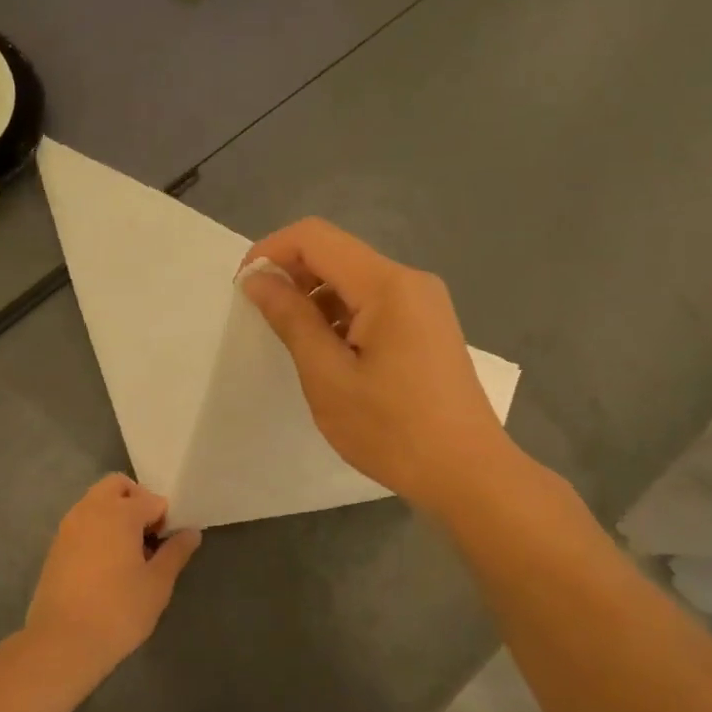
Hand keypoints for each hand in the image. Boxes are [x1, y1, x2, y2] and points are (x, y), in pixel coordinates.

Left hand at [25, 475, 201, 679]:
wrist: (62, 643)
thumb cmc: (118, 611)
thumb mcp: (157, 584)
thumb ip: (175, 552)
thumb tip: (191, 532)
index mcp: (119, 513)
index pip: (152, 499)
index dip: (165, 519)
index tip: (168, 544)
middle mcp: (90, 509)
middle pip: (117, 486)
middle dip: (137, 502)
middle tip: (148, 536)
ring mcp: (69, 526)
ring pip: (96, 502)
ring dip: (115, 514)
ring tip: (128, 553)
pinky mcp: (56, 546)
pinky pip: (82, 522)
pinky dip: (97, 529)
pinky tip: (106, 565)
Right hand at [241, 218, 518, 514]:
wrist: (468, 473)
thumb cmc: (392, 430)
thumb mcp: (328, 376)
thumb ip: (291, 319)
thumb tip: (257, 277)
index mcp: (387, 284)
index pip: (315, 237)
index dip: (270, 251)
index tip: (243, 288)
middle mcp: (409, 280)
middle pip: (336, 253)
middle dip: (292, 275)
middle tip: (263, 319)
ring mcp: (423, 302)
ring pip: (353, 279)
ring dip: (315, 298)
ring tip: (295, 344)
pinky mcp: (427, 324)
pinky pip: (373, 302)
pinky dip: (341, 315)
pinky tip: (330, 354)